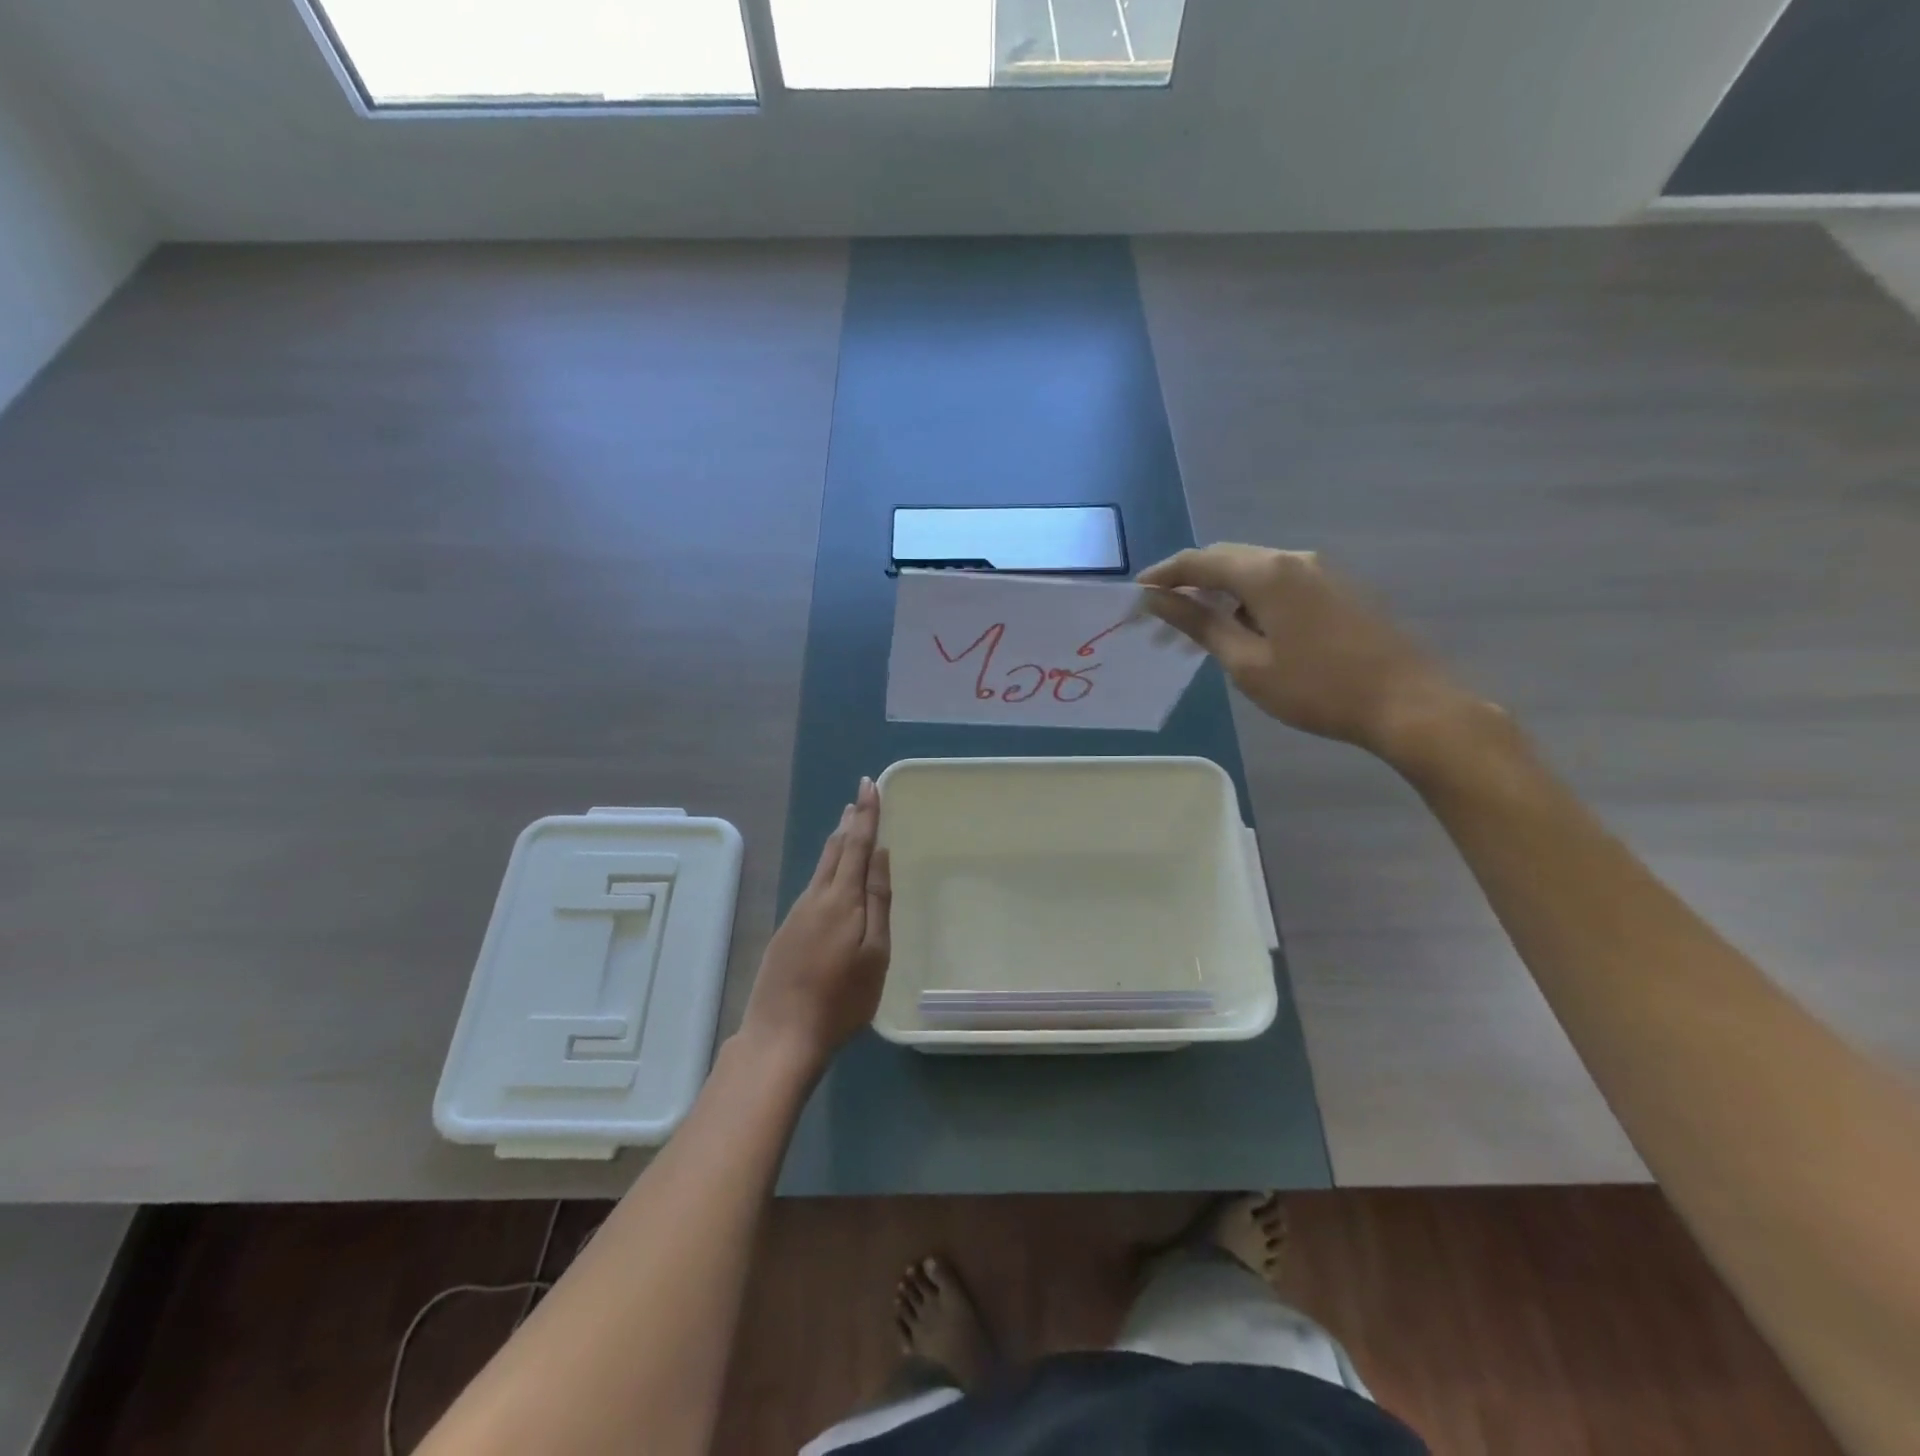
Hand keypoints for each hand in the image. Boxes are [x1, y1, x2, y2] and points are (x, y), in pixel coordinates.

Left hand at [739, 777, 891, 1072]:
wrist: (781, 1036)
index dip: (867, 814)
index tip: (870, 784)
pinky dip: (826, 868)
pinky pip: (812, 887)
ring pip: (821, 867)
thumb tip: (880, 855)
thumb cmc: (841, 1000)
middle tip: (860, 798)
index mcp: (842, 899)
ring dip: (837, 843)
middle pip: (835, 850)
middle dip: (850, 822)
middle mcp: (816, 897)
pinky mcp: (787, 931)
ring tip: (848, 825)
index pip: (857, 844)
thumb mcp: (874, 954)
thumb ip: (877, 901)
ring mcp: (797, 914)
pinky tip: (830, 876)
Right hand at [1139, 543, 1477, 764]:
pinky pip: (1280, 581)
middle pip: (1228, 558)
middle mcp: (1294, 558)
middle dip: (1190, 581)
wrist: (1407, 703)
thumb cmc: (1317, 689)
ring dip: (1221, 591)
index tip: (1136, 594)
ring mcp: (1322, 571)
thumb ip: (1199, 624)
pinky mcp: (1338, 588)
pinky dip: (1250, 598)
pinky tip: (1244, 628)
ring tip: (1198, 627)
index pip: (1200, 561)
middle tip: (1162, 614)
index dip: (1164, 575)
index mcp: (1268, 572)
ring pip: (1255, 570)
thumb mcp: (1247, 663)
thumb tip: (1157, 600)